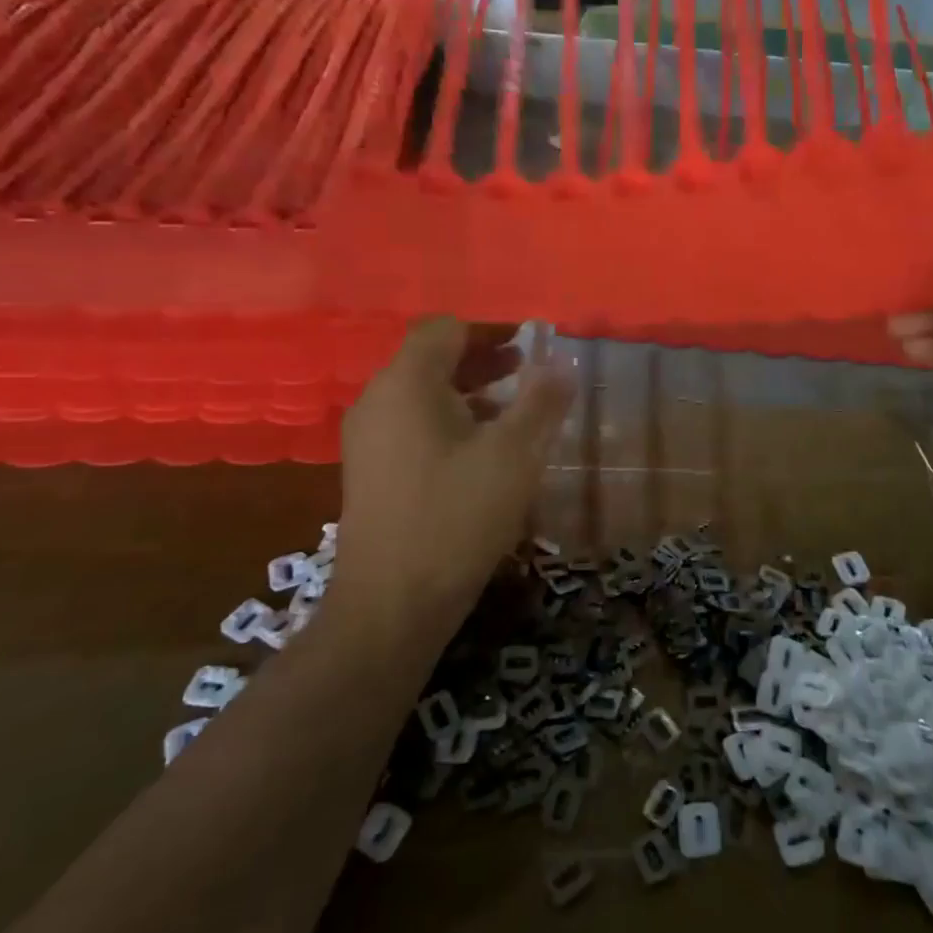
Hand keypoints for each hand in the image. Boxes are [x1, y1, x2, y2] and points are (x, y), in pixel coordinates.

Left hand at [332, 319, 571, 631]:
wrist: (393, 604)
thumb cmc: (457, 516)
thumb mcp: (515, 454)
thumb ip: (541, 401)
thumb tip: (562, 363)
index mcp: (406, 384)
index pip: (445, 329)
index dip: (490, 329)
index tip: (529, 343)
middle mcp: (378, 402)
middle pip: (431, 360)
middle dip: (483, 359)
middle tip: (528, 370)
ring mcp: (370, 440)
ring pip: (423, 396)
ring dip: (470, 393)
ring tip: (514, 411)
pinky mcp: (372, 473)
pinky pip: (414, 427)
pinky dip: (451, 422)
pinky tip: (484, 453)